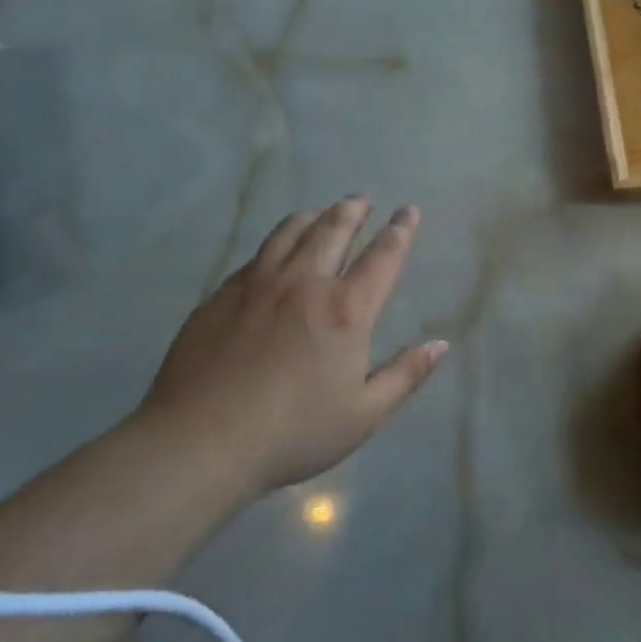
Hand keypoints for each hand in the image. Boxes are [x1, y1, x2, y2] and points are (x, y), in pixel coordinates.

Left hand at [140, 196, 446, 493]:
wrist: (200, 442)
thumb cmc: (293, 432)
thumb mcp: (363, 415)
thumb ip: (405, 375)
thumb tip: (440, 344)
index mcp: (346, 310)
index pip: (382, 256)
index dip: (399, 230)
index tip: (408, 210)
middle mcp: (304, 283)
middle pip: (333, 230)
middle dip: (353, 210)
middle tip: (362, 199)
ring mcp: (258, 285)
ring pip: (290, 233)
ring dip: (313, 216)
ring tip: (322, 211)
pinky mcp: (221, 296)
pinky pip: (256, 256)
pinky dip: (276, 243)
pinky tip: (275, 251)